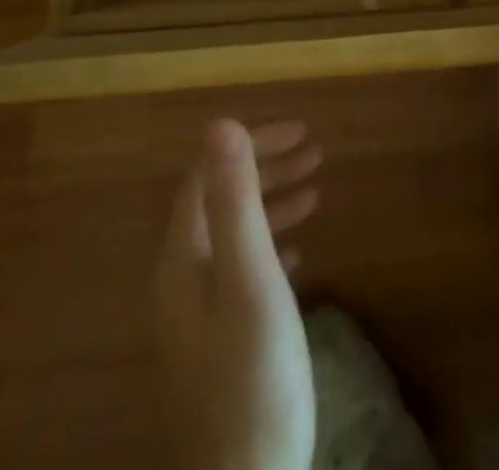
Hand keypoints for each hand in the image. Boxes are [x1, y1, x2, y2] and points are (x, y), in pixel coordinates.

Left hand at [155, 119, 322, 469]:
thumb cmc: (251, 377)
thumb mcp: (250, 279)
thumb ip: (235, 200)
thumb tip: (220, 122)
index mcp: (182, 257)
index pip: (208, 174)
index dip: (252, 144)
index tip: (302, 131)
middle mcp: (181, 277)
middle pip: (220, 200)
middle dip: (266, 168)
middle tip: (316, 152)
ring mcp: (197, 314)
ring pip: (233, 234)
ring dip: (272, 203)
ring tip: (317, 191)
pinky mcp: (218, 342)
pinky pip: (242, 269)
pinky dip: (271, 245)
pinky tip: (299, 254)